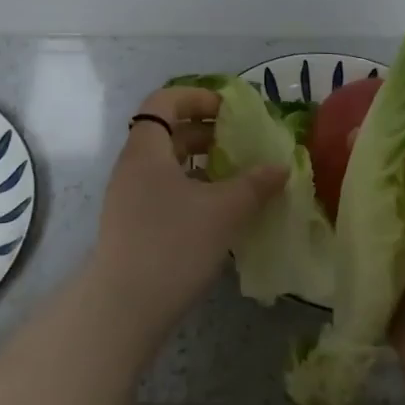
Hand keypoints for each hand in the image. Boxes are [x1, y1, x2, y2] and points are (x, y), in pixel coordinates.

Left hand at [89, 85, 287, 334]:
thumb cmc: (173, 244)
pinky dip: (191, 188)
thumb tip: (280, 167)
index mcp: (147, 149)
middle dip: (206, 131)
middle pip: (167, 132)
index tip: (229, 109)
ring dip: (201, 162)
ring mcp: (128, 197)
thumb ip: (254, 184)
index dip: (197, 97)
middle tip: (241, 142)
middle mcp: (133, 166)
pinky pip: (164, 190)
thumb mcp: (224, 211)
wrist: (123, 308)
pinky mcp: (132, 225)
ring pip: (167, 164)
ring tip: (236, 176)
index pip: (164, 101)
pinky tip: (217, 210)